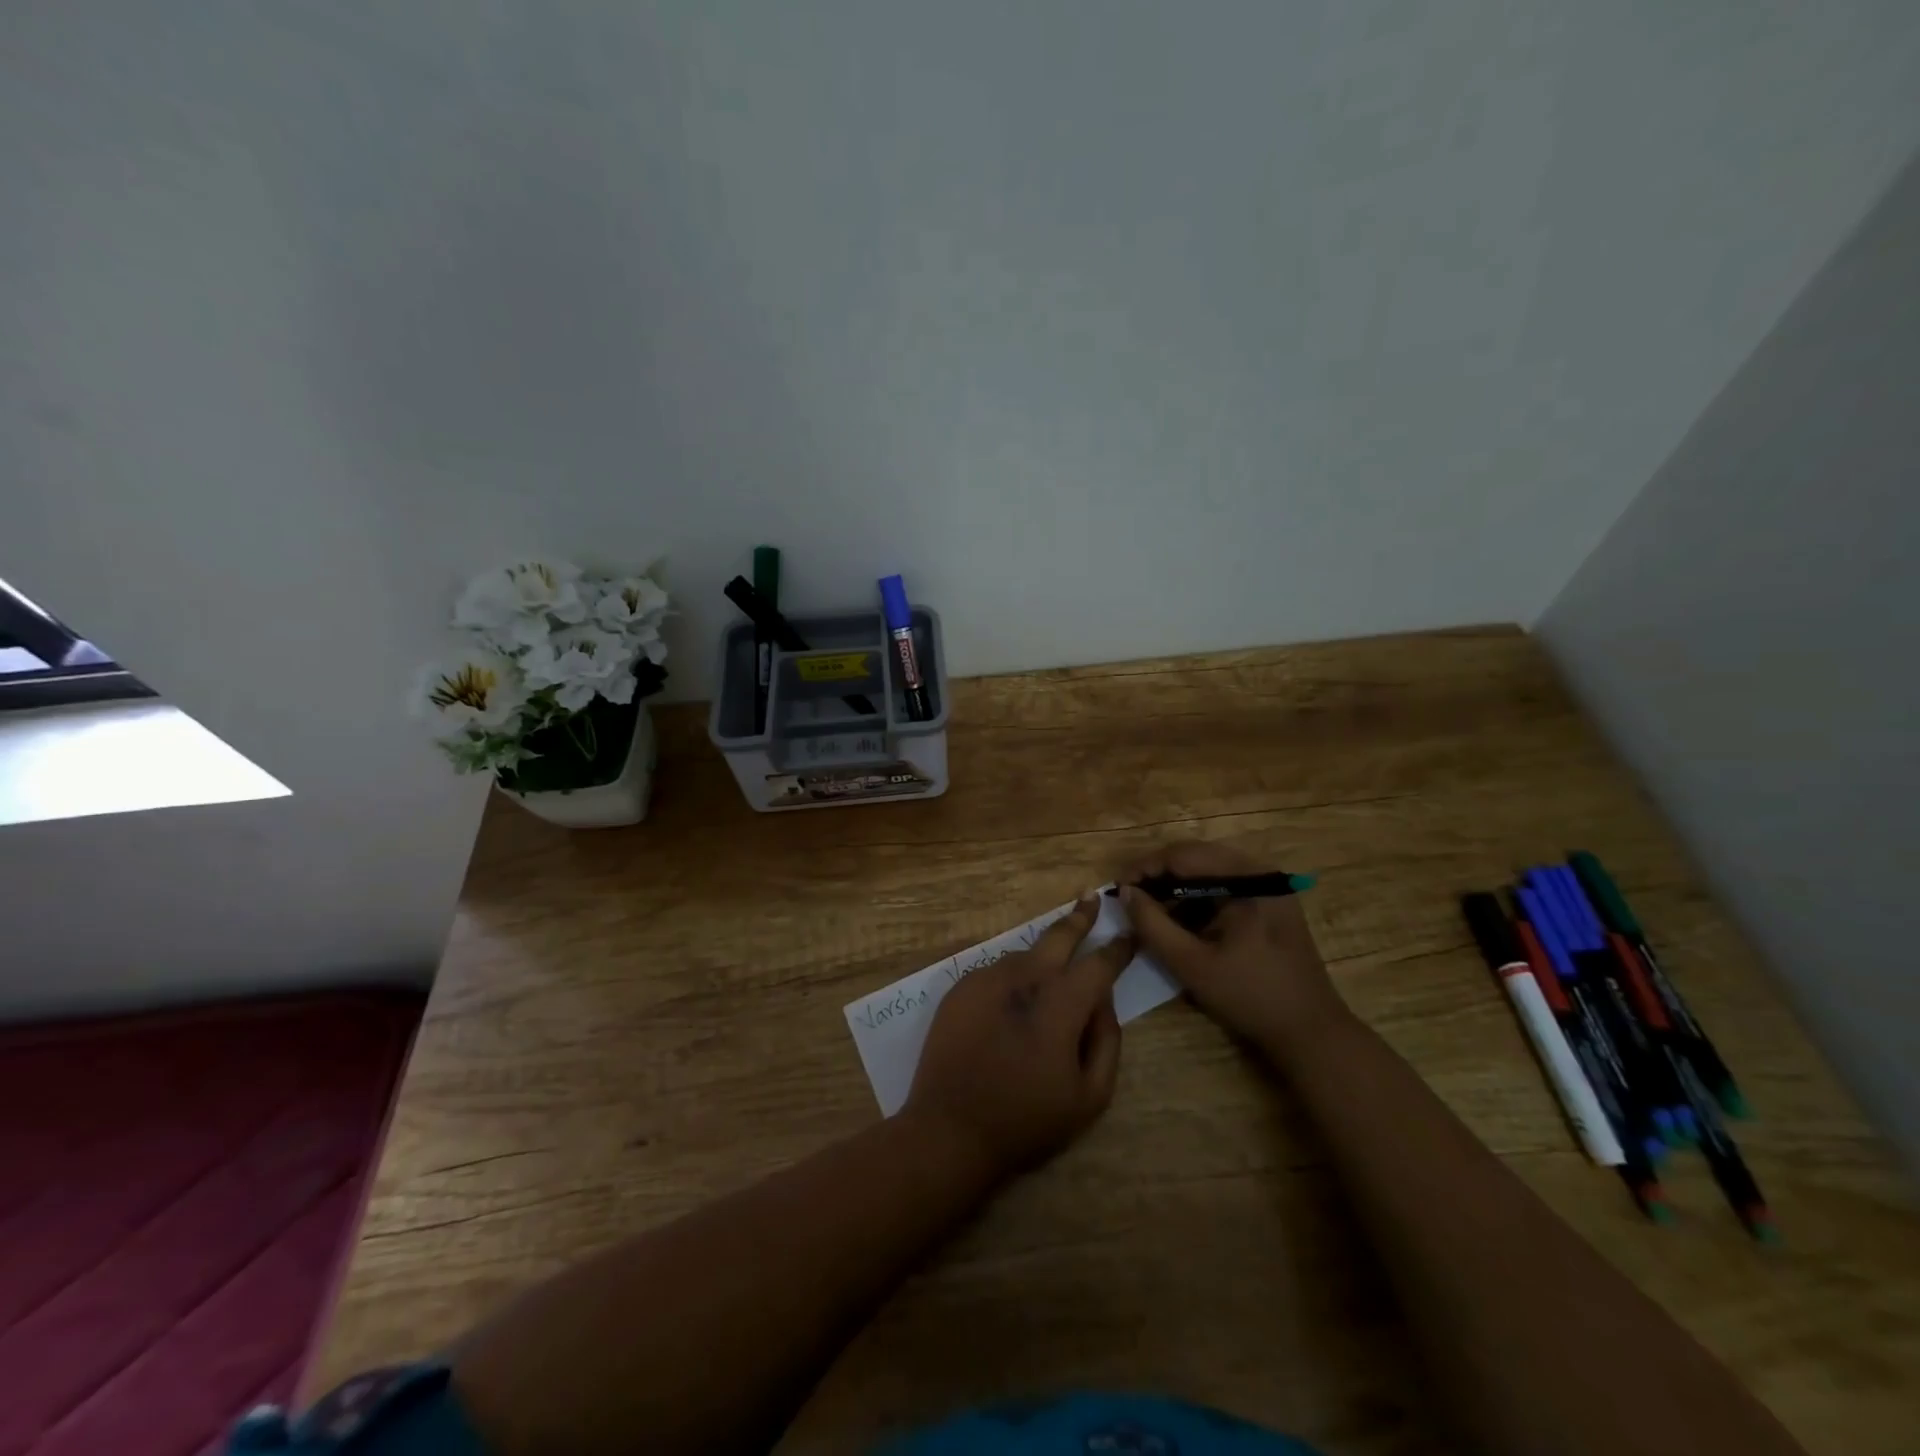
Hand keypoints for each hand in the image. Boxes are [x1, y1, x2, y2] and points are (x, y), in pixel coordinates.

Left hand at [905, 893, 1133, 1181]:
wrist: (949, 1128)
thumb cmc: (1026, 1119)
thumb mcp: (1089, 1096)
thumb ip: (1106, 1040)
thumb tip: (1103, 1000)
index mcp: (1060, 1002)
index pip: (1098, 963)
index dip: (1118, 948)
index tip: (1129, 935)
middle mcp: (1024, 977)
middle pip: (1058, 935)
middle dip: (1080, 917)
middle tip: (1092, 899)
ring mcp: (987, 977)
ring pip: (1026, 955)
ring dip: (1044, 956)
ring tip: (1053, 970)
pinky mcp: (961, 987)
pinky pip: (998, 972)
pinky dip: (1014, 978)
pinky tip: (1013, 1003)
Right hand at [1119, 842, 1346, 1053]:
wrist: (1311, 1032)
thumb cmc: (1250, 997)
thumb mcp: (1191, 964)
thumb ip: (1152, 925)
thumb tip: (1125, 892)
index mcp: (1246, 878)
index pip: (1183, 855)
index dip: (1144, 867)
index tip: (1116, 888)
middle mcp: (1260, 871)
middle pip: (1195, 857)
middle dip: (1158, 875)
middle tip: (1129, 898)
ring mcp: (1268, 885)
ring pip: (1208, 871)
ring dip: (1176, 886)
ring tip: (1149, 910)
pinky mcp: (1270, 902)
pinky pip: (1224, 887)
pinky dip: (1197, 898)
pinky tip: (1179, 920)